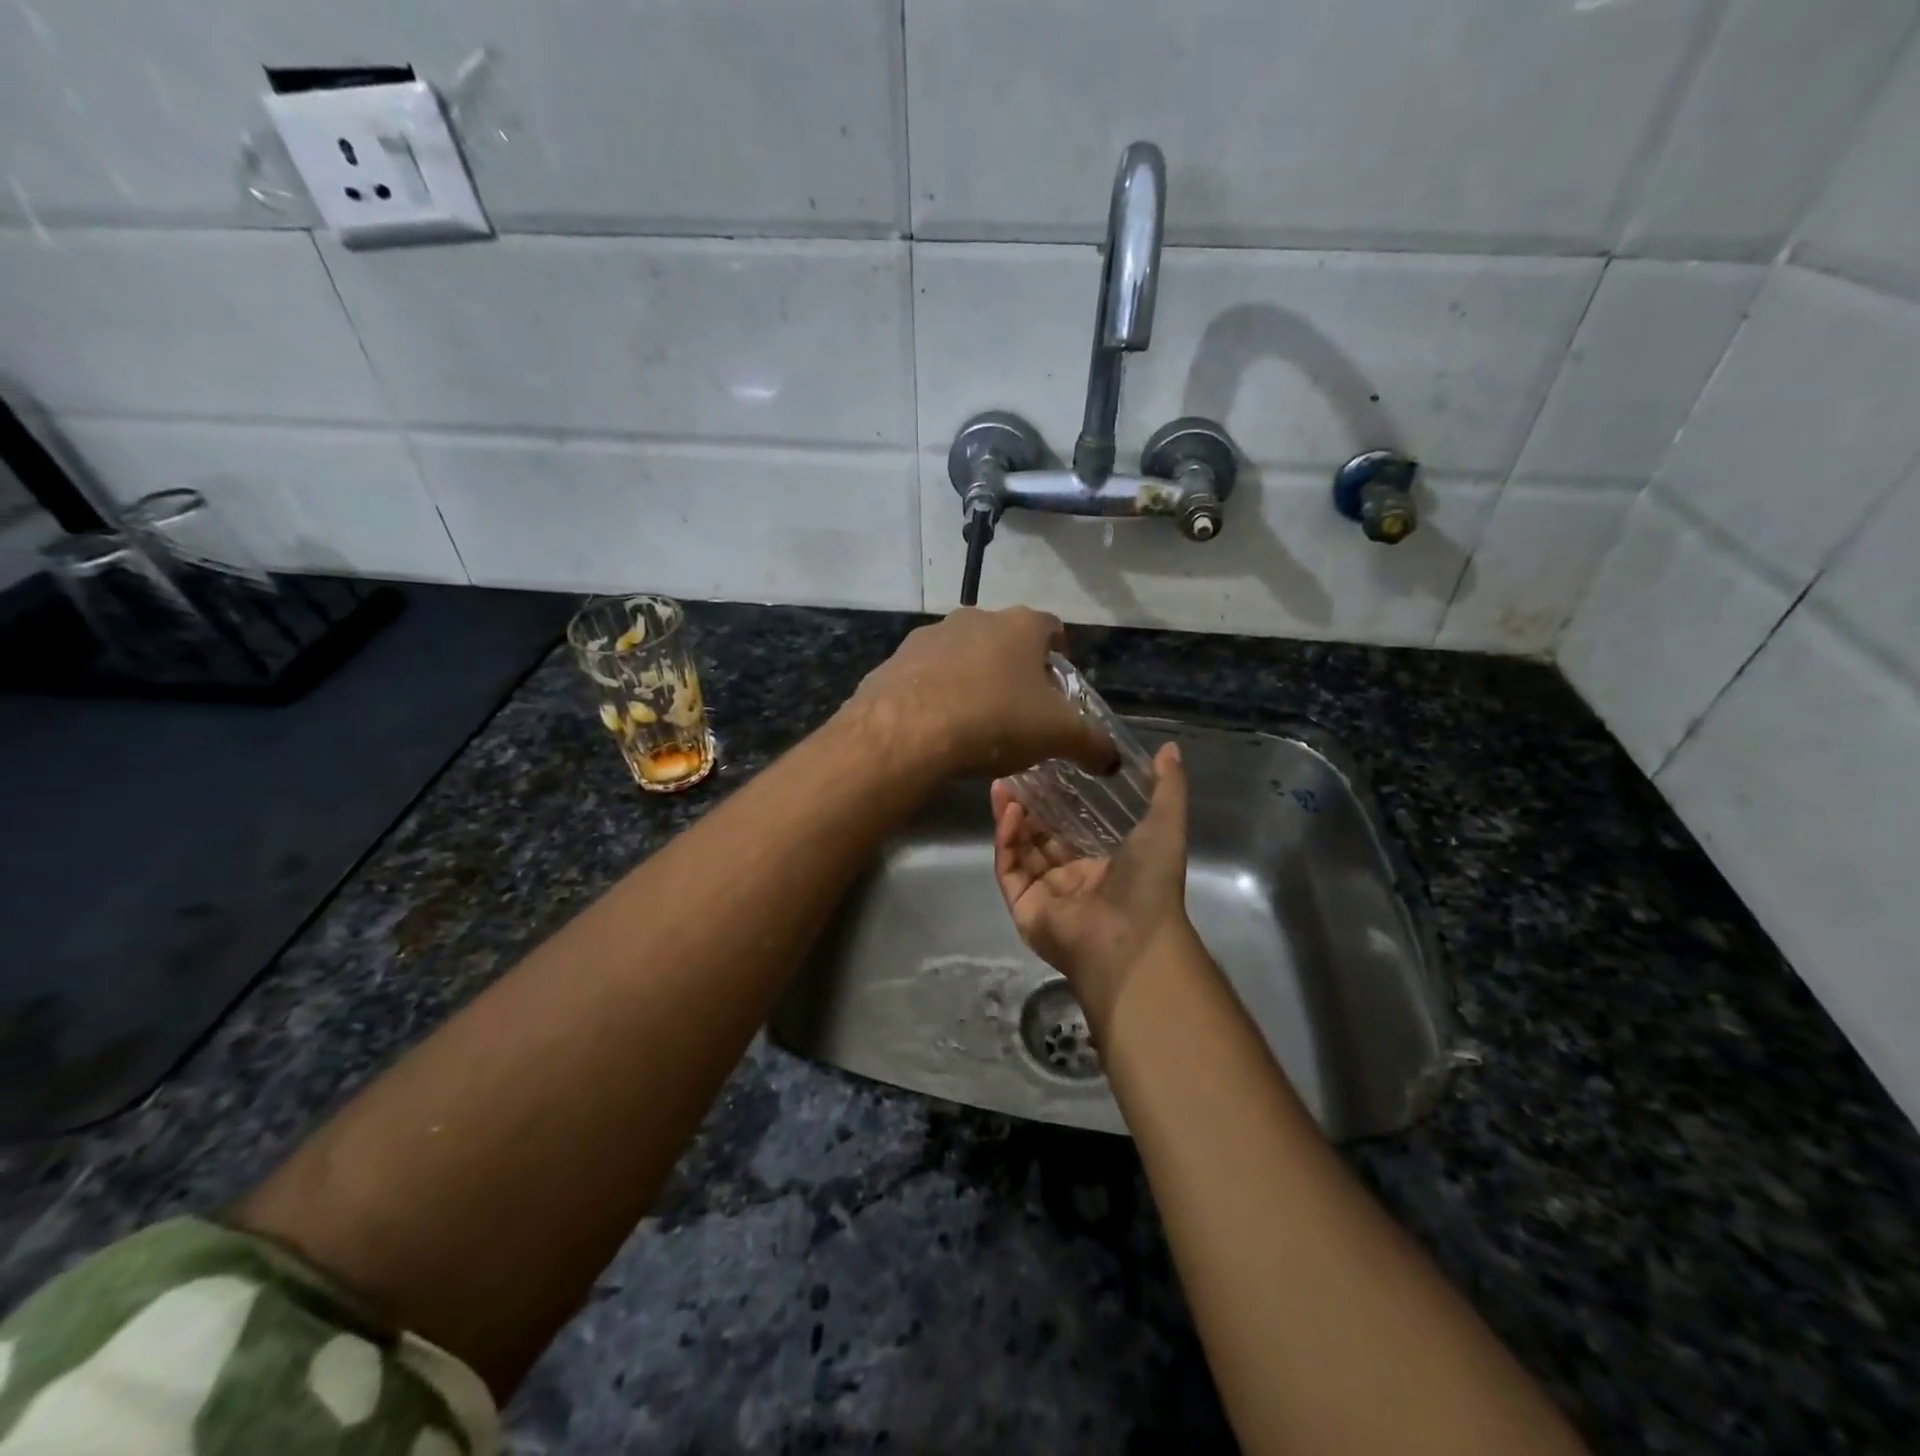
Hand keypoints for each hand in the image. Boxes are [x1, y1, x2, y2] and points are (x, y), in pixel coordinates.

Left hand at [846, 607, 1117, 779]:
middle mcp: (975, 618)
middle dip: (1015, 669)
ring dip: (973, 678)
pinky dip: (936, 693)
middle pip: (1005, 640)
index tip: (1060, 683)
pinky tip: (938, 726)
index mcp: (1021, 625)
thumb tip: (1113, 761)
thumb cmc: (995, 720)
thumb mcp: (1057, 736)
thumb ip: (1091, 744)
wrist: (907, 730)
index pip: (1052, 628)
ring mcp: (930, 636)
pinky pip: (926, 675)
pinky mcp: (895, 660)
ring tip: (977, 720)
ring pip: (962, 654)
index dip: (1060, 653)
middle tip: (1021, 708)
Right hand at [991, 741, 1194, 1031]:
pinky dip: (1005, 841)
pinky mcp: (1023, 907)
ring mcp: (1045, 896)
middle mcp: (1071, 882)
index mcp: (1102, 867)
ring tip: (1002, 786)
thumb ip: (1167, 787)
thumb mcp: (1165, 825)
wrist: (1132, 937)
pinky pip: (1009, 869)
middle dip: (1026, 808)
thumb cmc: (1150, 882)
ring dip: (1011, 818)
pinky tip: (1008, 812)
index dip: (1056, 802)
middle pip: (1040, 839)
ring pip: (1020, 851)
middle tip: (1014, 774)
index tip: (1044, 770)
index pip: (1071, 830)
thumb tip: (1170, 747)